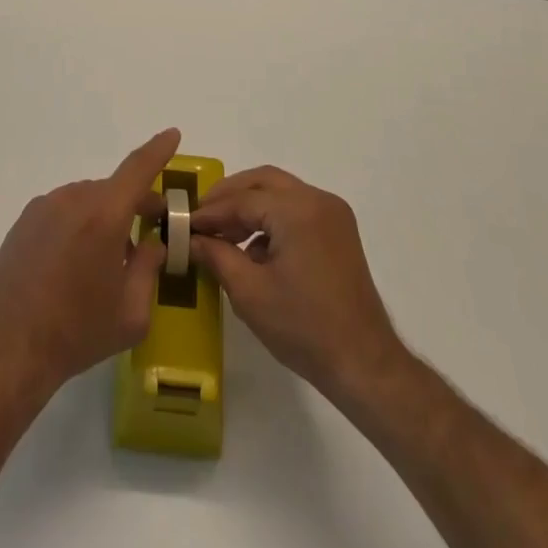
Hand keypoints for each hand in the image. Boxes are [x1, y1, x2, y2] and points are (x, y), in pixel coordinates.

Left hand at [0, 128, 179, 401]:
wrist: (6, 348)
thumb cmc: (76, 333)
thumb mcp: (130, 313)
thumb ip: (149, 269)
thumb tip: (153, 243)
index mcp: (104, 216)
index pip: (138, 168)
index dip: (158, 149)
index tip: (172, 134)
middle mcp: (73, 199)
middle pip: (114, 190)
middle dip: (135, 204)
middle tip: (149, 230)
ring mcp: (44, 207)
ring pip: (87, 201)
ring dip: (104, 218)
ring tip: (106, 262)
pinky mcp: (24, 221)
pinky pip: (63, 212)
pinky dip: (78, 225)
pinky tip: (73, 265)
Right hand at [190, 165, 408, 403]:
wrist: (364, 365)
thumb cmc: (304, 328)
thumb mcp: (250, 293)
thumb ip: (217, 256)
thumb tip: (192, 239)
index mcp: (297, 210)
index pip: (242, 200)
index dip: (209, 211)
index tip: (183, 223)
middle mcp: (318, 200)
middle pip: (262, 181)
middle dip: (229, 196)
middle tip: (201, 217)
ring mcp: (333, 214)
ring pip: (280, 192)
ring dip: (250, 206)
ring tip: (222, 235)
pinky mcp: (339, 231)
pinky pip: (296, 209)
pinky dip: (271, 218)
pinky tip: (253, 248)